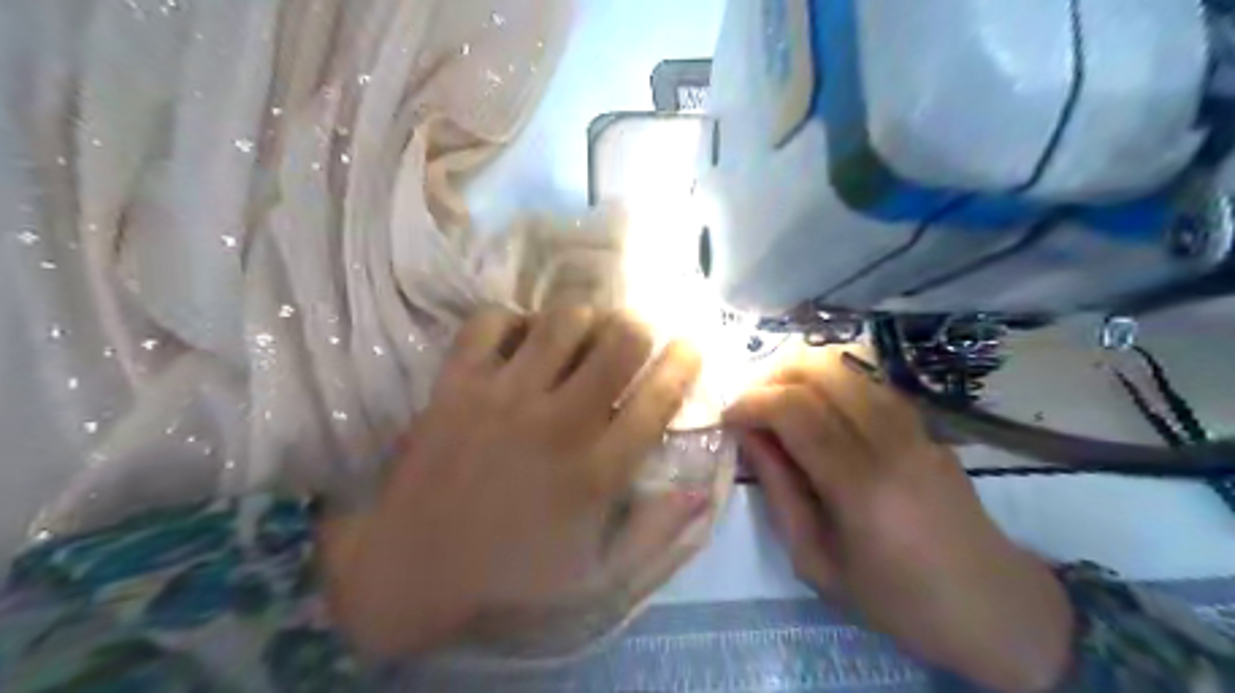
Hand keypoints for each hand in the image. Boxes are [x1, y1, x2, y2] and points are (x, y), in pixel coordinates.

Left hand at [316, 306, 703, 656]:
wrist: (412, 567)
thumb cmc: (511, 573)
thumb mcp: (596, 576)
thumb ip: (655, 536)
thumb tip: (701, 493)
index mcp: (597, 472)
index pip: (660, 398)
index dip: (684, 361)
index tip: (688, 347)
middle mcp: (558, 422)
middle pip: (621, 340)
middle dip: (637, 329)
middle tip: (628, 339)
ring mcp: (504, 396)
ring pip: (564, 319)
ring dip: (582, 320)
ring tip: (577, 337)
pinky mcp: (456, 382)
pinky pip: (492, 320)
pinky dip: (513, 320)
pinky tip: (519, 341)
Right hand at [727, 351, 1071, 691]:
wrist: (993, 608)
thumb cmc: (896, 600)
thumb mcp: (818, 561)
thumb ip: (780, 492)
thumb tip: (748, 438)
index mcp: (860, 486)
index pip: (795, 411)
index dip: (752, 402)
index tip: (728, 418)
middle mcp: (891, 442)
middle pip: (821, 372)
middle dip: (773, 377)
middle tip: (750, 405)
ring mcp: (915, 428)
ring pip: (848, 367)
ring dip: (801, 373)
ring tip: (777, 401)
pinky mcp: (926, 426)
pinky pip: (869, 383)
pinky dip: (832, 382)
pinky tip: (817, 406)